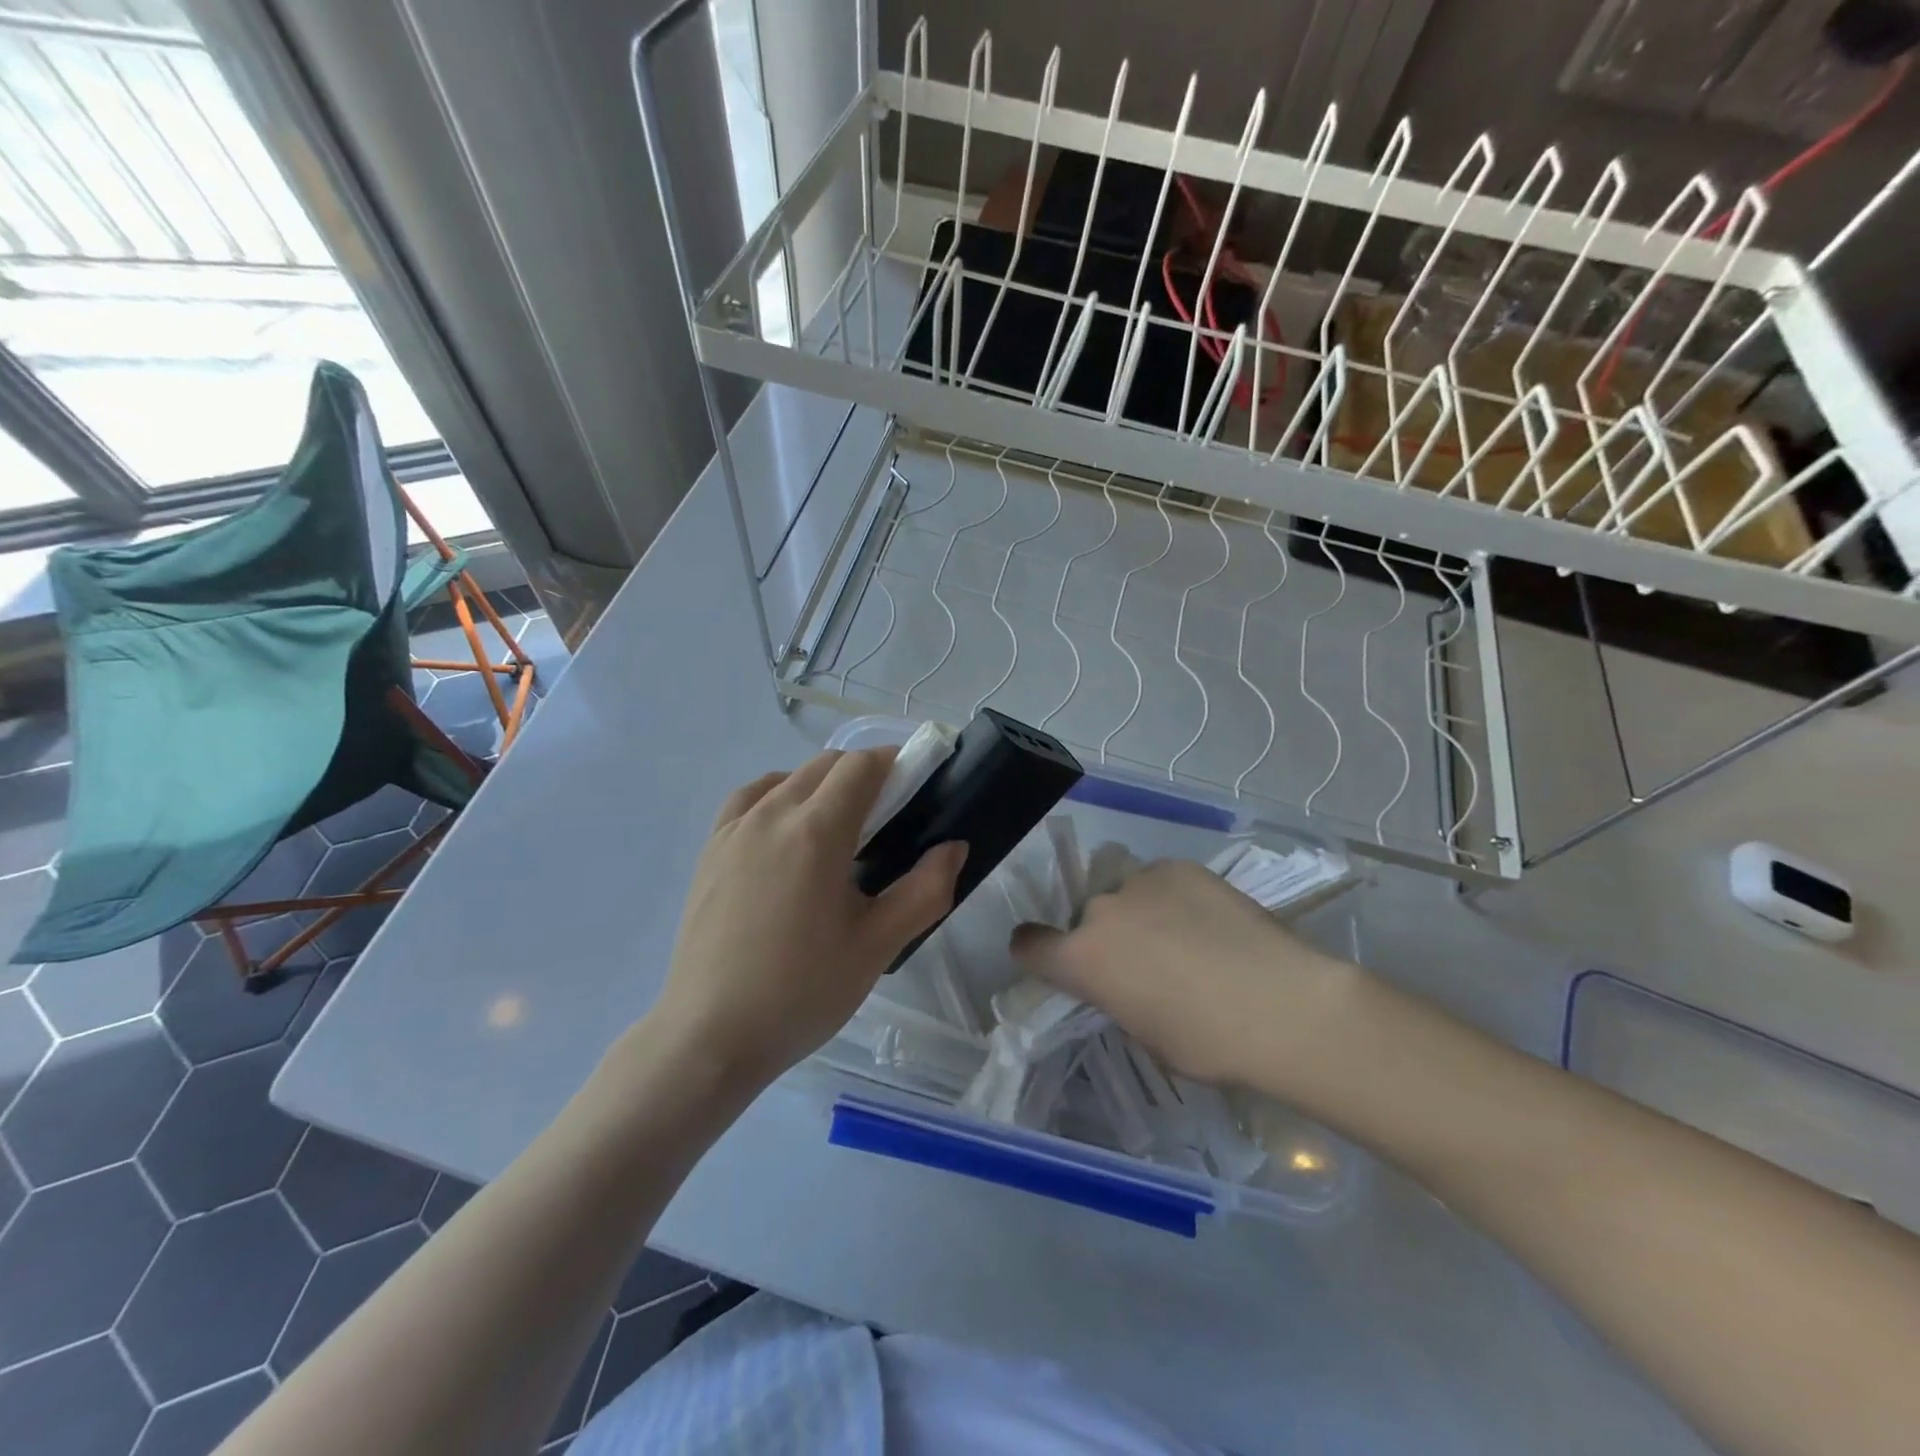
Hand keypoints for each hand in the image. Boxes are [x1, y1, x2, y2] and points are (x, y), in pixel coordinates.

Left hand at [649, 749, 967, 1088]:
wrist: (710, 1036)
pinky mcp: (710, 850)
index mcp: (817, 831)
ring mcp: (734, 830)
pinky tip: (786, 833)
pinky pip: (749, 799)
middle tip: (887, 817)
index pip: (861, 766)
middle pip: (825, 765)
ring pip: (787, 778)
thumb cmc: (802, 992)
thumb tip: (953, 847)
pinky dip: (778, 796)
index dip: (894, 763)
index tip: (916, 786)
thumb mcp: (877, 946)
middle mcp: (772, 814)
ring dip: (821, 784)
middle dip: (862, 774)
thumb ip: (925, 890)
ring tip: (838, 829)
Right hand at [1011, 859, 1354, 1087]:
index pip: (1029, 944)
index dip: (1036, 952)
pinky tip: (1211, 921)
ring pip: (1127, 897)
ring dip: (1141, 914)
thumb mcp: (1146, 1035)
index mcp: (1081, 960)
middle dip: (1108, 938)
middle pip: (1087, 919)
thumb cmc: (1208, 1043)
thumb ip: (1118, 999)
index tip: (1054, 962)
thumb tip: (1125, 983)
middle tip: (1148, 962)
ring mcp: (1141, 882)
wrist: (1282, 1005)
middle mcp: (1100, 912)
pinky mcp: (1180, 867)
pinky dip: (1175, 898)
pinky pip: (1162, 881)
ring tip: (1187, 938)